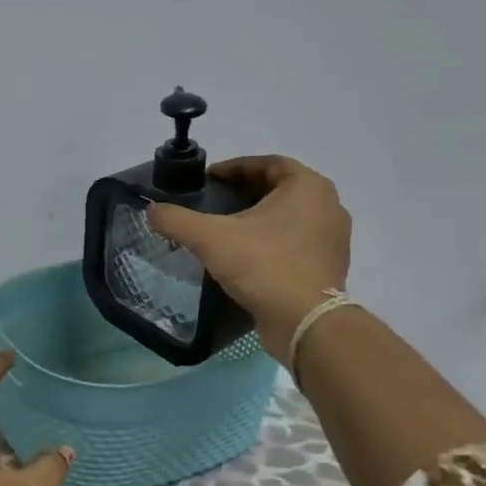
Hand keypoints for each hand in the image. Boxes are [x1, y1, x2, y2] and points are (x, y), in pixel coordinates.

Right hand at [146, 156, 351, 349]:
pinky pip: (296, 243)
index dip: (234, 168)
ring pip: (289, 217)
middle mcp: (328, 205)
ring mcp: (333, 238)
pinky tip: (246, 256)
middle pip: (279, 189)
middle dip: (245, 192)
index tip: (208, 179)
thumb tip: (151, 210)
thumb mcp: (211, 238)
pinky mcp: (329, 266)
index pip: (267, 163)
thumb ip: (177, 220)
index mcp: (307, 186)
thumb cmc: (264, 265)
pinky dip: (271, 242)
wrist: (305, 322)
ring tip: (226, 230)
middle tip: (214, 202)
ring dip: (259, 219)